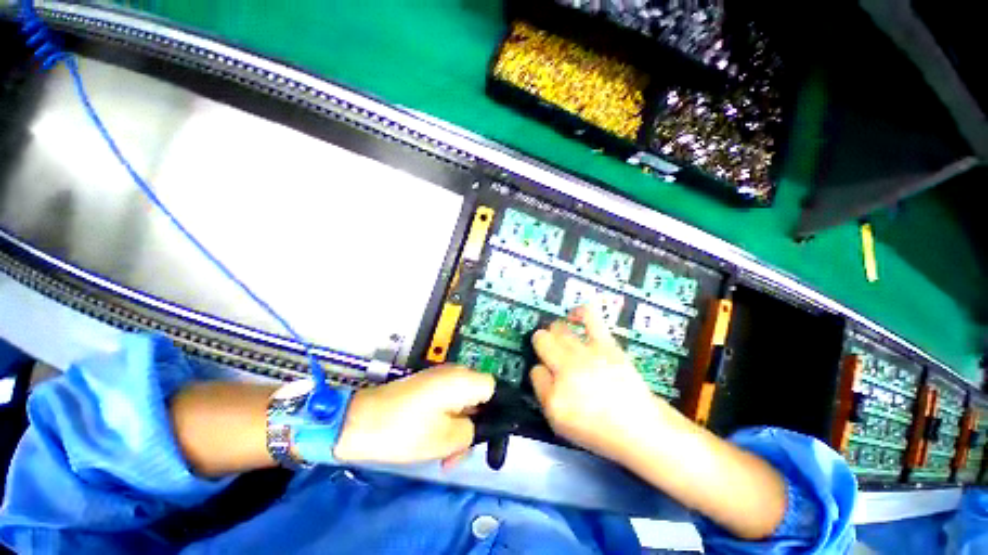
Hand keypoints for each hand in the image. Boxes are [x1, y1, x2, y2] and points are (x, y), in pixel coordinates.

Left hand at [332, 365, 495, 464]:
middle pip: (478, 395)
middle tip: (461, 453)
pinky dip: (447, 419)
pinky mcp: (427, 385)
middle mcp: (454, 372)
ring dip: (460, 426)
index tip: (488, 435)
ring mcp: (439, 377)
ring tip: (446, 456)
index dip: (496, 411)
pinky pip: (448, 400)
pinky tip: (436, 442)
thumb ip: (473, 430)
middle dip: (474, 425)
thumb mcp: (446, 439)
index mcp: (462, 380)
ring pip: (463, 401)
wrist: (358, 422)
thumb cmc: (404, 431)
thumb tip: (480, 425)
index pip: (494, 388)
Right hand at [531, 305, 662, 463]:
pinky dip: (579, 312)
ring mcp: (586, 354)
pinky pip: (588, 317)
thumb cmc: (598, 430)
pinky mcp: (605, 344)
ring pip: (558, 329)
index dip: (539, 371)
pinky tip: (574, 315)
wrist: (639, 428)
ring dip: (555, 332)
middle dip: (542, 344)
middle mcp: (566, 370)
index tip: (549, 376)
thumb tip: (540, 369)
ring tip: (561, 338)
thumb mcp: (561, 423)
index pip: (534, 370)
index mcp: (554, 395)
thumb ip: (544, 393)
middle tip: (551, 353)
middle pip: (542, 341)